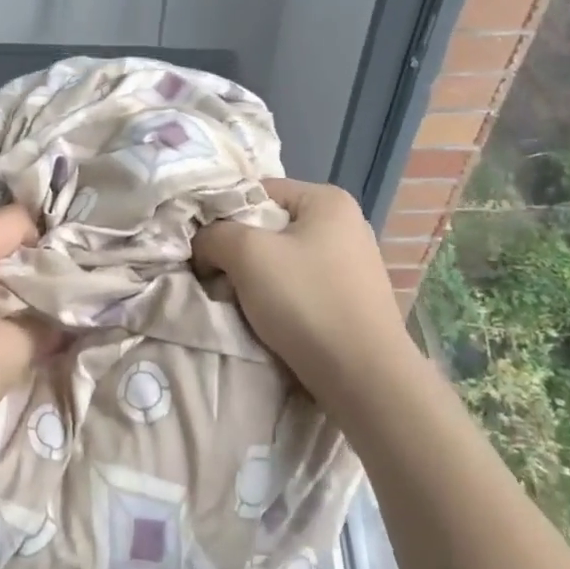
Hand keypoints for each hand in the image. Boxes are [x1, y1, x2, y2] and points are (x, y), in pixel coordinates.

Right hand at [193, 179, 410, 402]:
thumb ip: (214, 235)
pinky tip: (269, 319)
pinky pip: (300, 285)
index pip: (257, 190)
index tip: (205, 246)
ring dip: (254, 278)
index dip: (224, 214)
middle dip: (238, 251)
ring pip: (281, 259)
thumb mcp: (246, 254)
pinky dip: (278, 298)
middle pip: (268, 226)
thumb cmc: (306, 301)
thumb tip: (204, 244)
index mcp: (327, 200)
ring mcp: (352, 263)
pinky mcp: (351, 299)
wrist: (364, 378)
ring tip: (240, 302)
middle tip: (218, 277)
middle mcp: (346, 224)